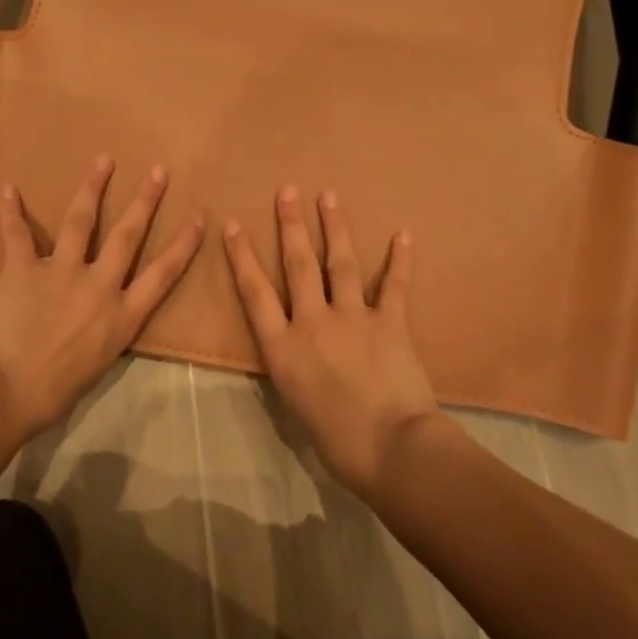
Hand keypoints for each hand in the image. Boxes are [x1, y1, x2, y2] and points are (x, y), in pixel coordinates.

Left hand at [0, 155, 203, 440]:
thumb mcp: (94, 369)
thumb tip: (93, 326)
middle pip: (127, 235)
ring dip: (92, 188)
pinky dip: (11, 212)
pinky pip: (17, 235)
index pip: (162, 274)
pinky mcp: (22, 269)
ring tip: (103, 160)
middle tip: (158, 171)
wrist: (1, 392)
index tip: (198, 218)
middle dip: (145, 201)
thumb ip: (101, 338)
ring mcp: (60, 272)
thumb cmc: (50, 396)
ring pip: (80, 221)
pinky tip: (8, 189)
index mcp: (121, 318)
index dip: (182, 245)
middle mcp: (98, 286)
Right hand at [223, 187, 440, 497]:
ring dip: (334, 228)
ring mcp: (352, 318)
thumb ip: (293, 369)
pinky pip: (395, 285)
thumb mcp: (295, 405)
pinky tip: (403, 233)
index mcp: (283, 348)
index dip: (243, 256)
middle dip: (291, 225)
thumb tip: (298, 354)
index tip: (234, 224)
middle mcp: (313, 322)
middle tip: (287, 191)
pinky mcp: (389, 322)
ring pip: (340, 264)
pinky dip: (400, 259)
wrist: (390, 447)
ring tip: (329, 196)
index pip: (255, 292)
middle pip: (298, 264)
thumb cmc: (336, 441)